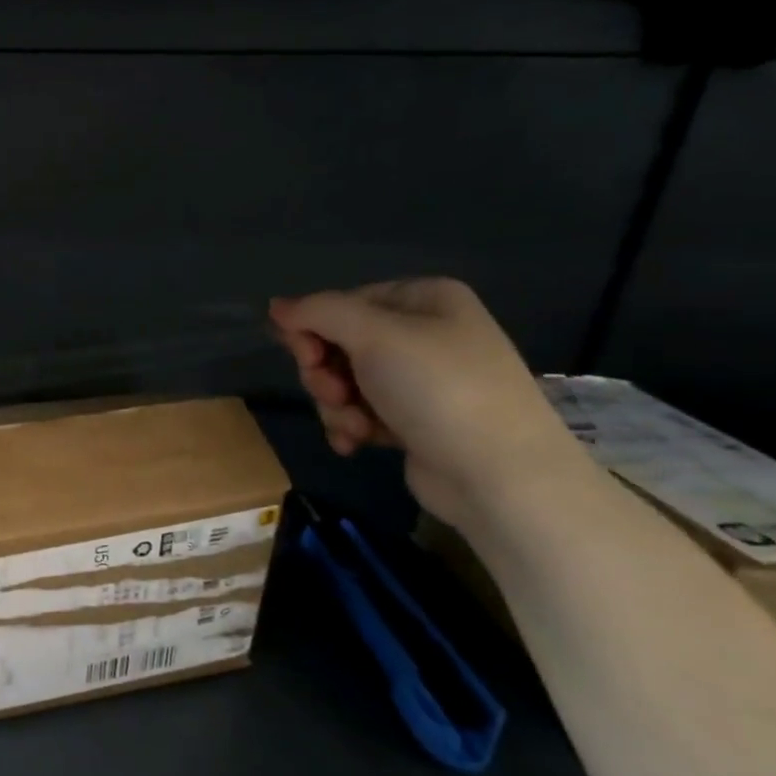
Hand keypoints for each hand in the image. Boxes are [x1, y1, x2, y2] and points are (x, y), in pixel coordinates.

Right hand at [268, 277, 585, 522]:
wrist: (500, 476)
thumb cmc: (438, 390)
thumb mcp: (373, 336)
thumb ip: (318, 312)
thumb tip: (275, 306)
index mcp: (423, 299)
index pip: (342, 303)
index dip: (314, 330)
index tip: (307, 358)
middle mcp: (424, 333)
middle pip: (338, 344)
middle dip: (326, 374)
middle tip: (335, 395)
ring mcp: (420, 379)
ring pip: (344, 382)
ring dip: (336, 406)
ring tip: (355, 427)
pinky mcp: (414, 420)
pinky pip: (361, 412)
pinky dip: (352, 426)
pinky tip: (358, 444)